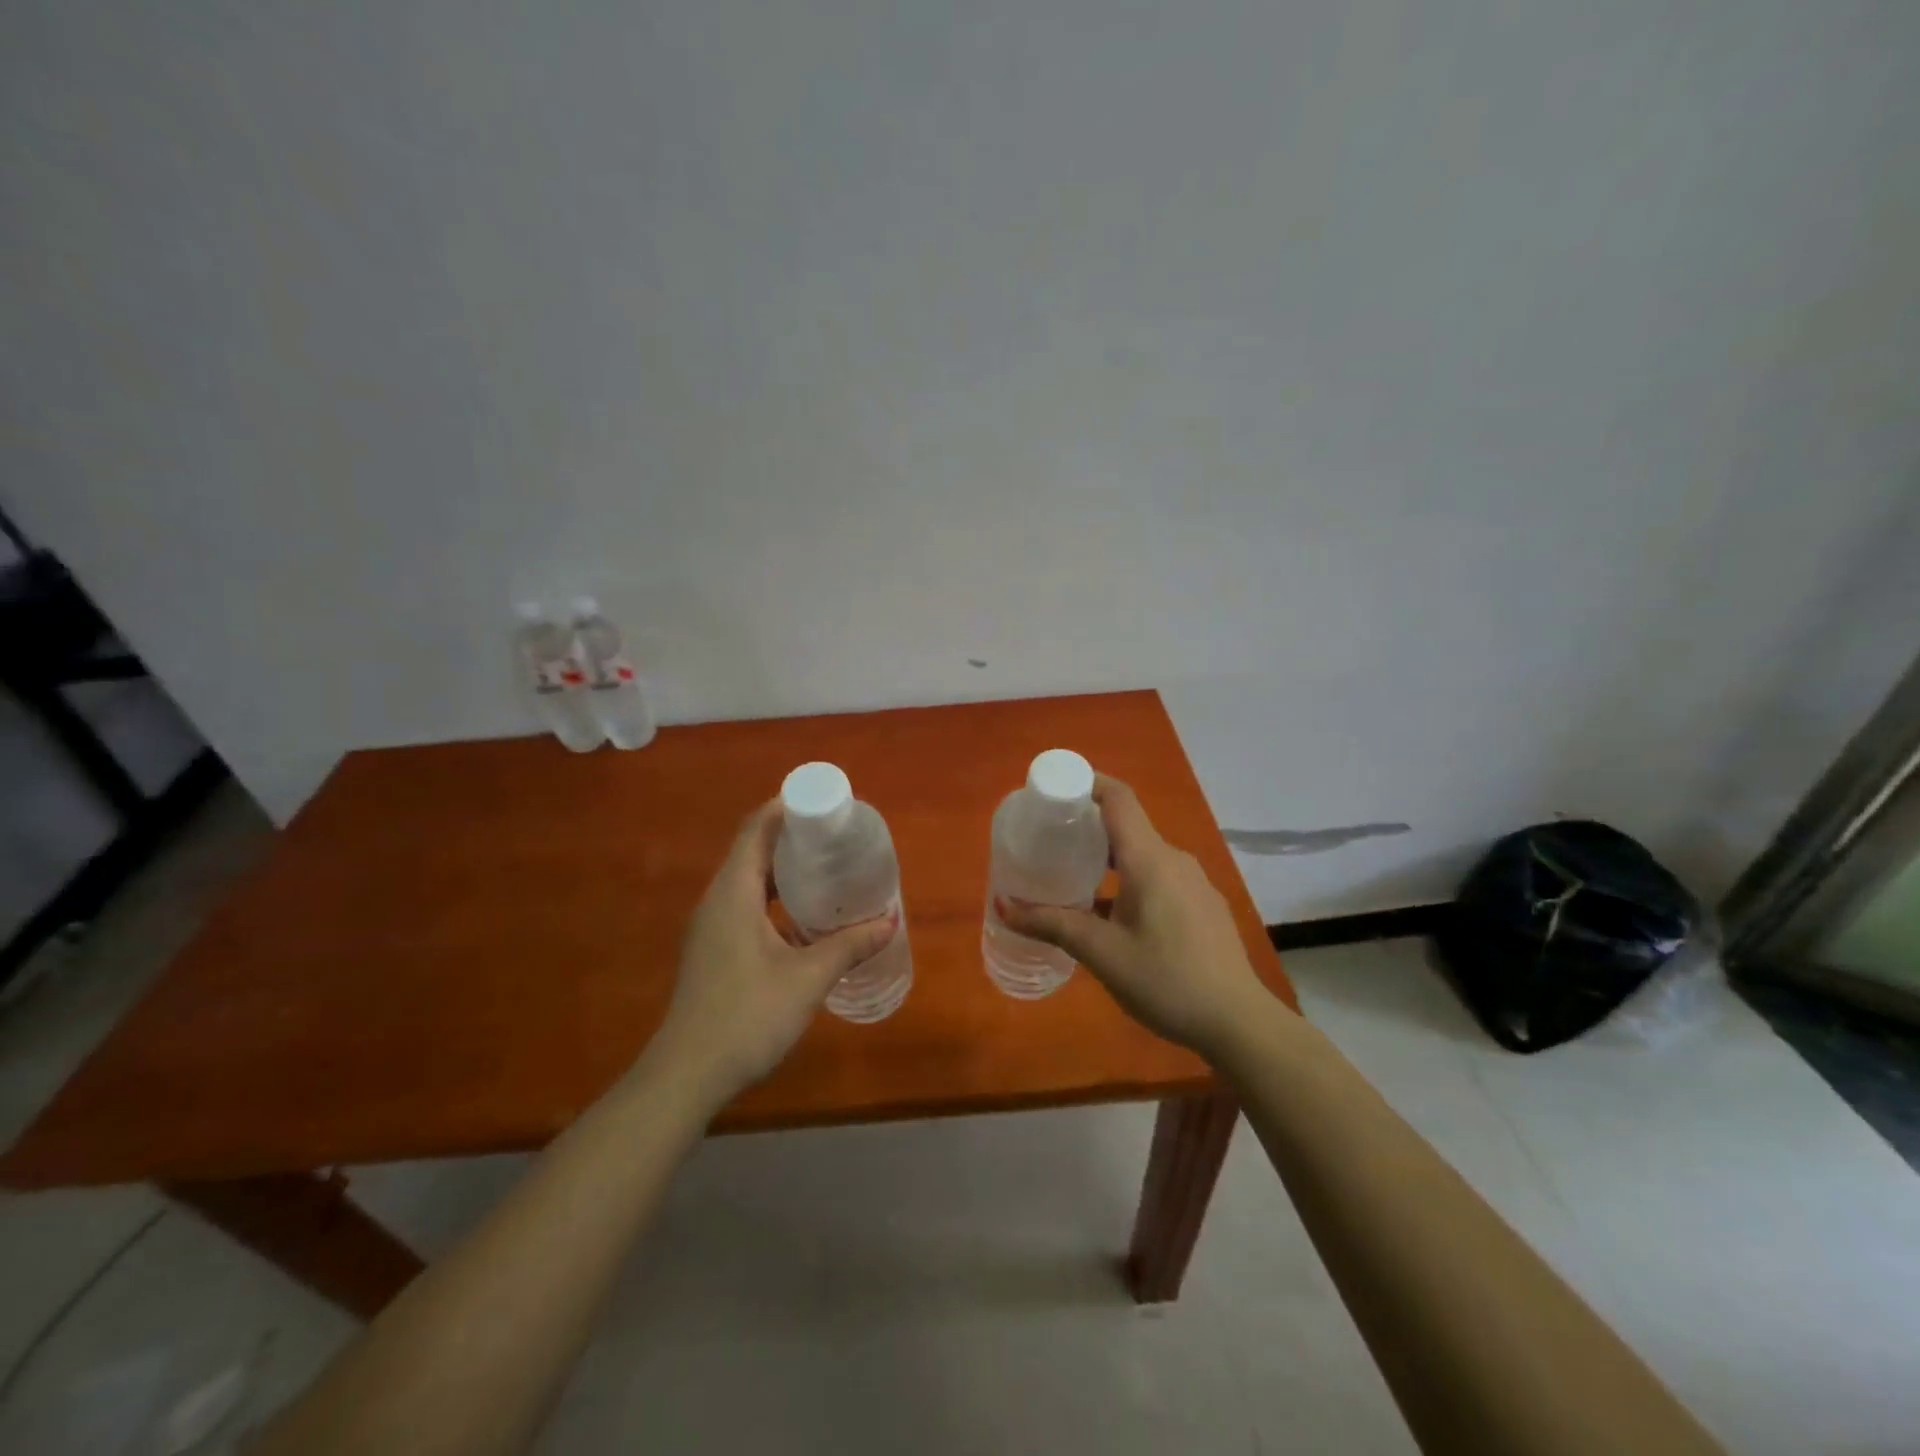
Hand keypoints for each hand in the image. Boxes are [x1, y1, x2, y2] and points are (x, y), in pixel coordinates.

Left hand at [653, 800, 897, 1104]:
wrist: (687, 1075)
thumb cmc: (747, 1016)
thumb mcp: (807, 978)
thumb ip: (849, 946)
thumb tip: (890, 921)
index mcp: (733, 892)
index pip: (757, 829)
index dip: (786, 807)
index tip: (823, 802)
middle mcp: (717, 900)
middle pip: (753, 849)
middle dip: (792, 836)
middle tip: (836, 835)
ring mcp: (712, 925)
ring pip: (749, 879)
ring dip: (784, 868)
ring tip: (827, 868)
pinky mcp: (714, 948)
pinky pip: (746, 903)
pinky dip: (774, 896)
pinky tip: (804, 915)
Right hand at [1000, 775, 1274, 1059]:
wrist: (1238, 1022)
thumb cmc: (1165, 980)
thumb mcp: (1101, 954)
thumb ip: (1052, 924)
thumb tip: (1004, 906)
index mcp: (1150, 859)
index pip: (1118, 798)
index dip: (1087, 783)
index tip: (1055, 791)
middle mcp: (1174, 860)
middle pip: (1128, 826)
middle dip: (1088, 828)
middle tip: (1051, 841)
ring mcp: (1194, 883)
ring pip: (1144, 856)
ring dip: (1109, 860)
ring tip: (1075, 880)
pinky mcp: (1203, 906)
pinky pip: (1160, 878)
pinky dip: (1131, 881)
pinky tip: (1114, 916)